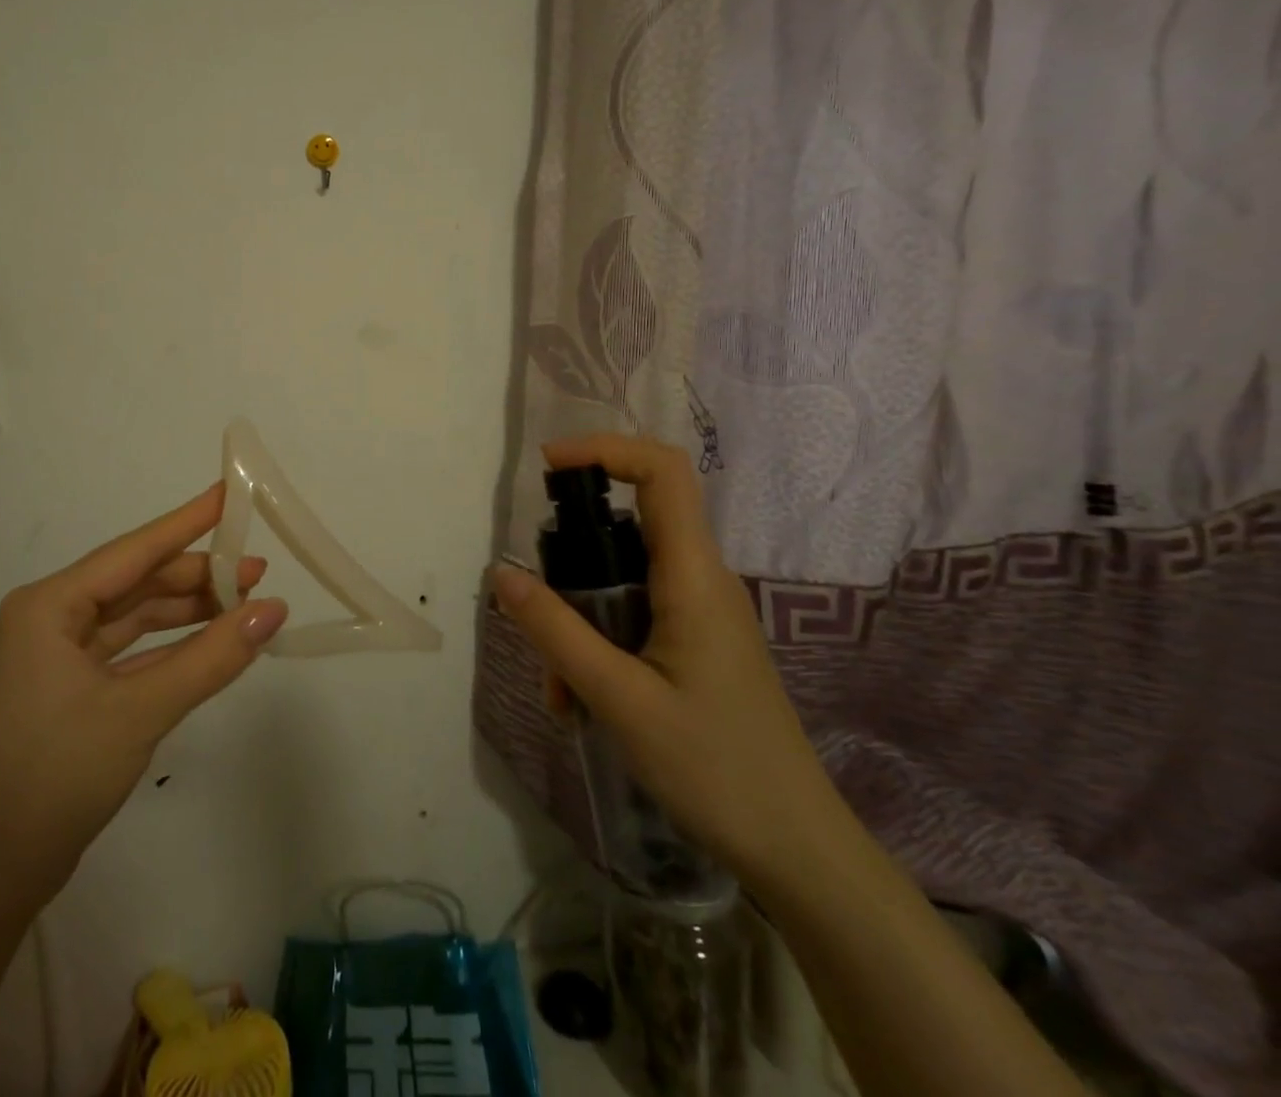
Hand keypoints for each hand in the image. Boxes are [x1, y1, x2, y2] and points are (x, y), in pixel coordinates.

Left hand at [0, 483, 286, 898]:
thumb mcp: (141, 709)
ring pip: (138, 617)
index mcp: (50, 605)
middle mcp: (53, 618)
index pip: (134, 550)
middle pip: (138, 582)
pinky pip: (135, 651)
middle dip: (197, 576)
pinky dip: (174, 646)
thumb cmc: (56, 774)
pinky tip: (215, 642)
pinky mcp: (76, 688)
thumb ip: (211, 657)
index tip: (229, 493)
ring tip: (246, 604)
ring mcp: (63, 655)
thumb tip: (273, 610)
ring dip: (189, 612)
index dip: (187, 521)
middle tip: (257, 572)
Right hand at [491, 435, 839, 886]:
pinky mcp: (695, 643)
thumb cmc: (714, 767)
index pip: (662, 472)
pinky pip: (633, 616)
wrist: (795, 849)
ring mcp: (700, 613)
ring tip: (560, 692)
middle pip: (628, 526)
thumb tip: (502, 572)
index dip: (606, 449)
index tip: (549, 467)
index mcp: (694, 576)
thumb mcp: (618, 697)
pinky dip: (596, 643)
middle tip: (537, 614)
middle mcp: (701, 581)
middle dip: (571, 562)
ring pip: (621, 580)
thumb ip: (555, 630)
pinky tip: (581, 704)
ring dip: (577, 619)